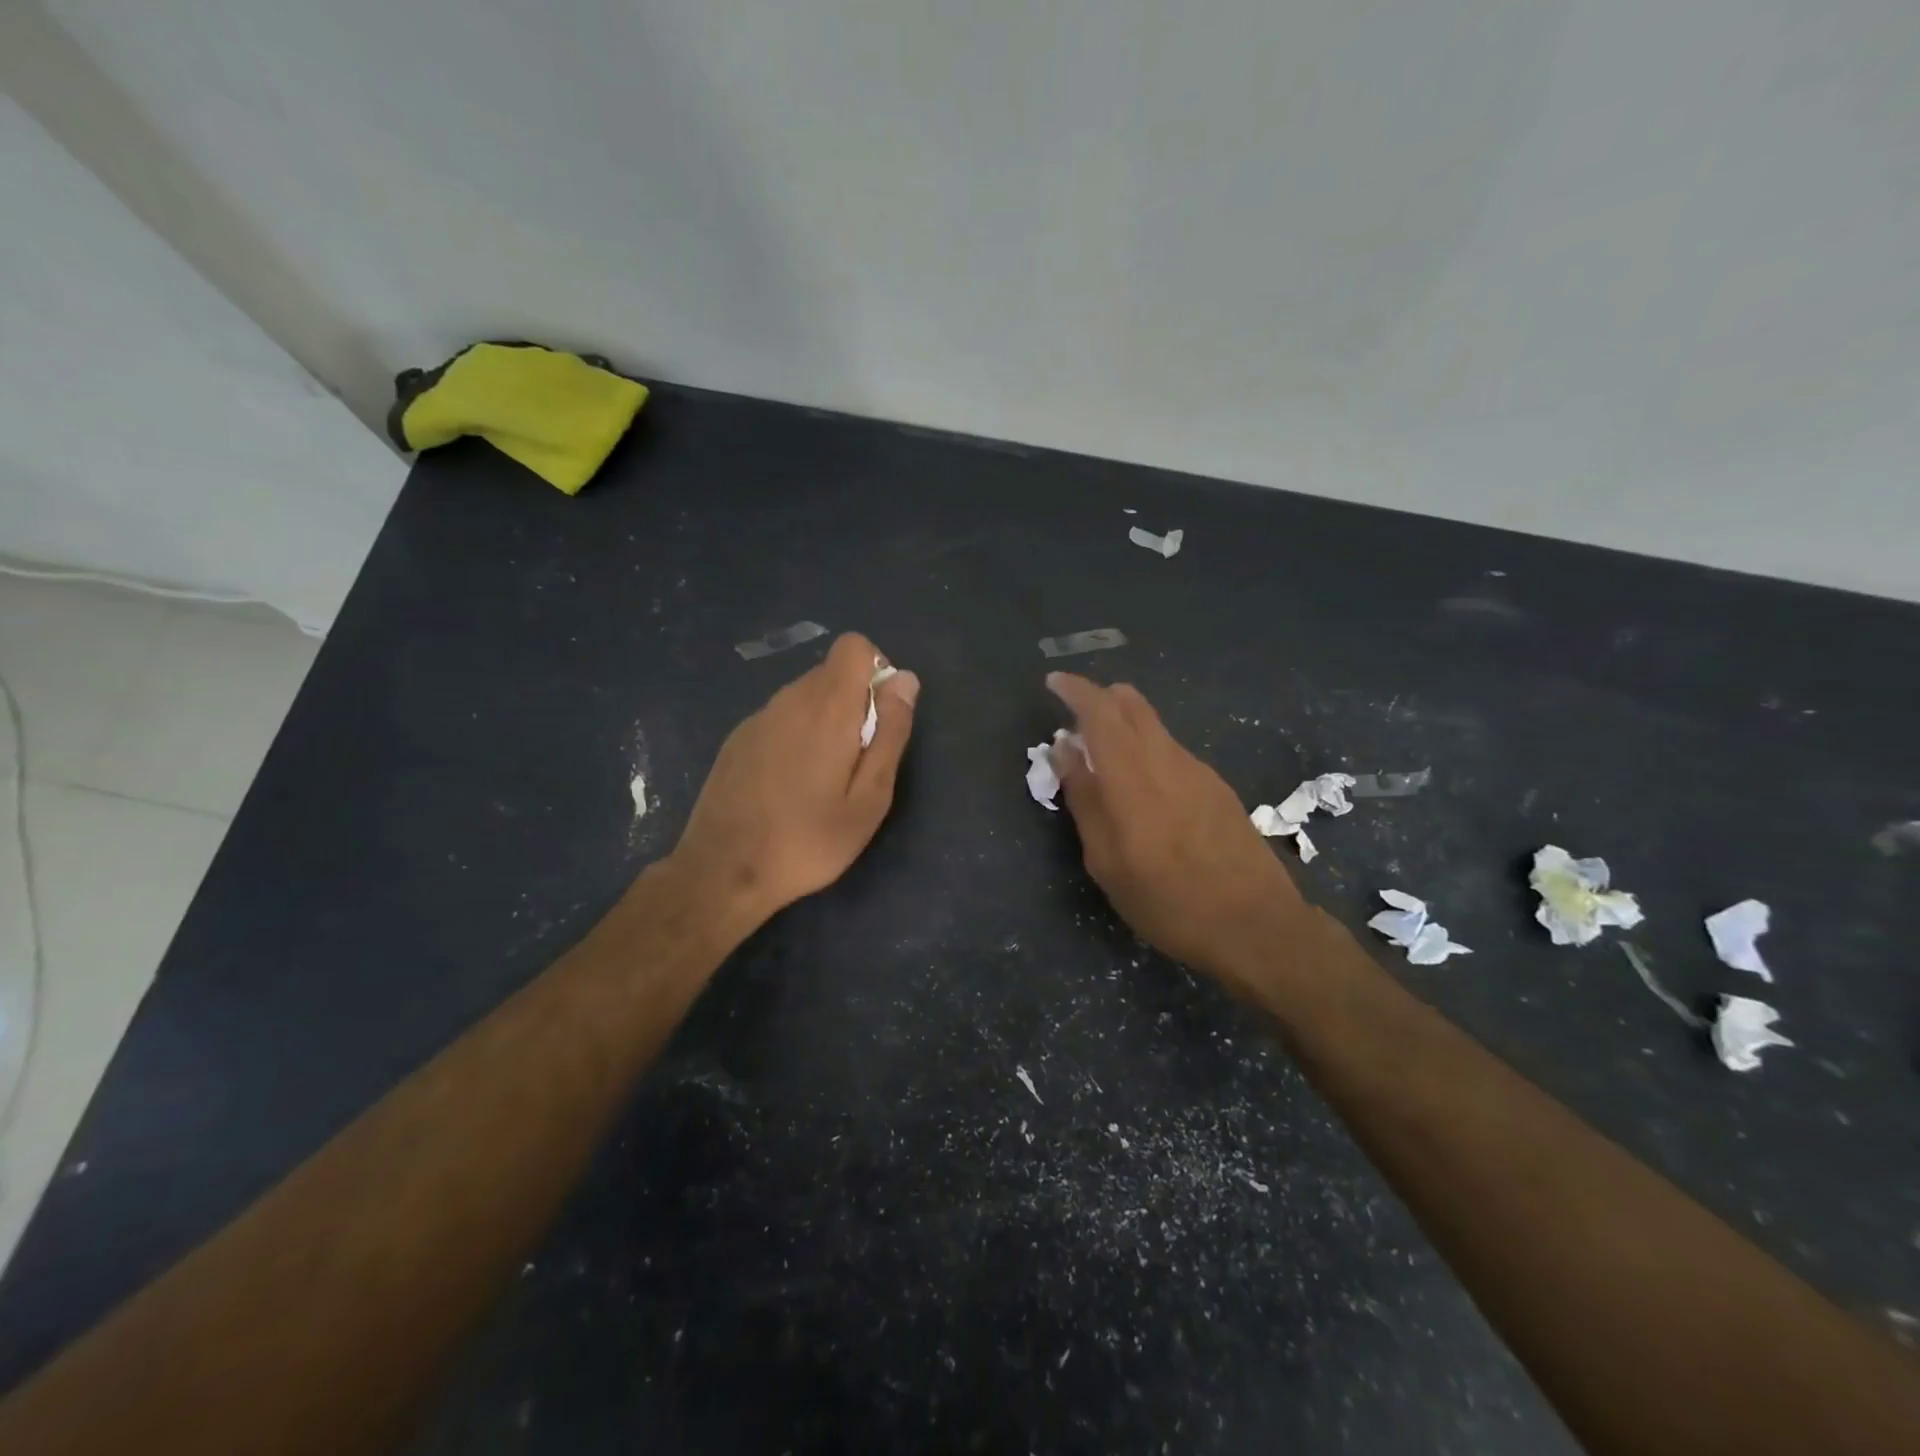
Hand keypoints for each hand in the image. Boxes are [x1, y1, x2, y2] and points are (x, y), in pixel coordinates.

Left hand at [670, 633, 918, 928]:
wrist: (723, 871)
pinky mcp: (737, 739)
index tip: (879, 718)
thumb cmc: (809, 840)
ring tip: (822, 781)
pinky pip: (780, 718)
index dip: (876, 671)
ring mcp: (758, 718)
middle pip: (832, 673)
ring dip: (825, 722)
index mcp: (827, 707)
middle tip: (855, 765)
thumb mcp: (870, 798)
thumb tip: (905, 680)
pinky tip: (788, 787)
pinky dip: (796, 737)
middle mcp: (789, 699)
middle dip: (854, 704)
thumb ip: (891, 733)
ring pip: (805, 696)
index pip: (854, 646)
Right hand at [1046, 672, 1309, 997]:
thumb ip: (1084, 798)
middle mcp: (1166, 758)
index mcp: (1132, 775)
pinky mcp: (1217, 786)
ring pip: (1154, 724)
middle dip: (1099, 698)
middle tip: (1074, 716)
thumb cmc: (1167, 901)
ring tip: (1102, 757)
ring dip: (1123, 724)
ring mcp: (1197, 769)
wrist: (1255, 924)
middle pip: (1132, 703)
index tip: (1053, 683)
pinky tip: (1142, 786)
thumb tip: (1064, 749)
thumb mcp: (1107, 862)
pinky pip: (1171, 748)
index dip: (1074, 690)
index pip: (1099, 710)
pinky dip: (1146, 747)